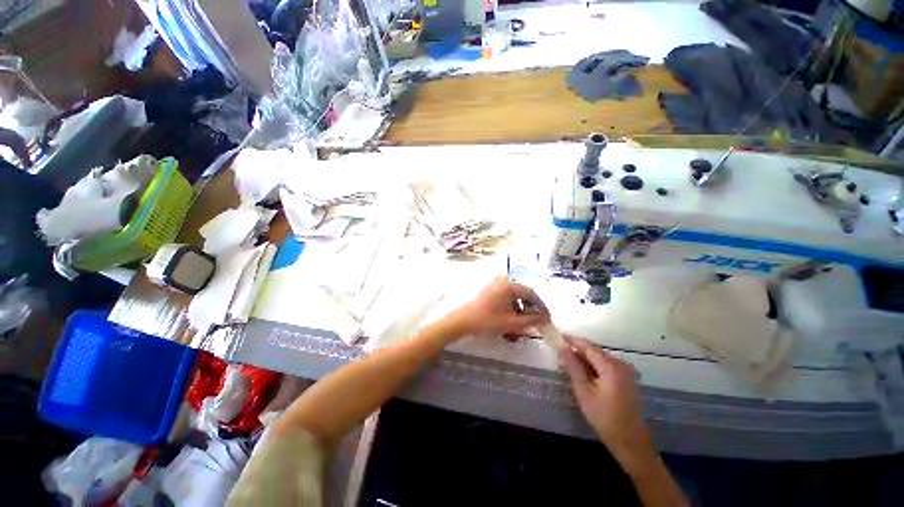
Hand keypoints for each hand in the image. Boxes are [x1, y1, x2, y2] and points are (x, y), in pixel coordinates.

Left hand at [446, 279, 550, 338]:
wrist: (461, 322)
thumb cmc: (487, 322)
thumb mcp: (512, 323)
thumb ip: (531, 320)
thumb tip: (546, 319)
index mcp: (510, 286)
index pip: (532, 294)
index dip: (541, 306)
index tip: (547, 318)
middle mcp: (503, 282)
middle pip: (524, 294)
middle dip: (532, 308)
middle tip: (538, 320)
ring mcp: (495, 286)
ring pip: (515, 296)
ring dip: (522, 308)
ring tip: (526, 322)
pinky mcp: (489, 292)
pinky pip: (506, 298)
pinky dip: (513, 307)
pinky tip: (513, 319)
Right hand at [560, 337, 651, 461]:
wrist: (627, 434)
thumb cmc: (603, 416)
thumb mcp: (585, 394)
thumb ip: (575, 370)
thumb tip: (563, 351)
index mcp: (611, 366)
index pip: (590, 347)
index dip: (574, 342)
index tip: (560, 338)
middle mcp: (621, 364)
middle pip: (598, 353)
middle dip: (580, 352)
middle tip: (561, 355)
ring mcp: (626, 372)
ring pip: (603, 361)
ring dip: (588, 362)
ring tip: (570, 366)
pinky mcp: (627, 380)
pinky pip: (609, 369)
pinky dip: (596, 369)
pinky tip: (586, 377)